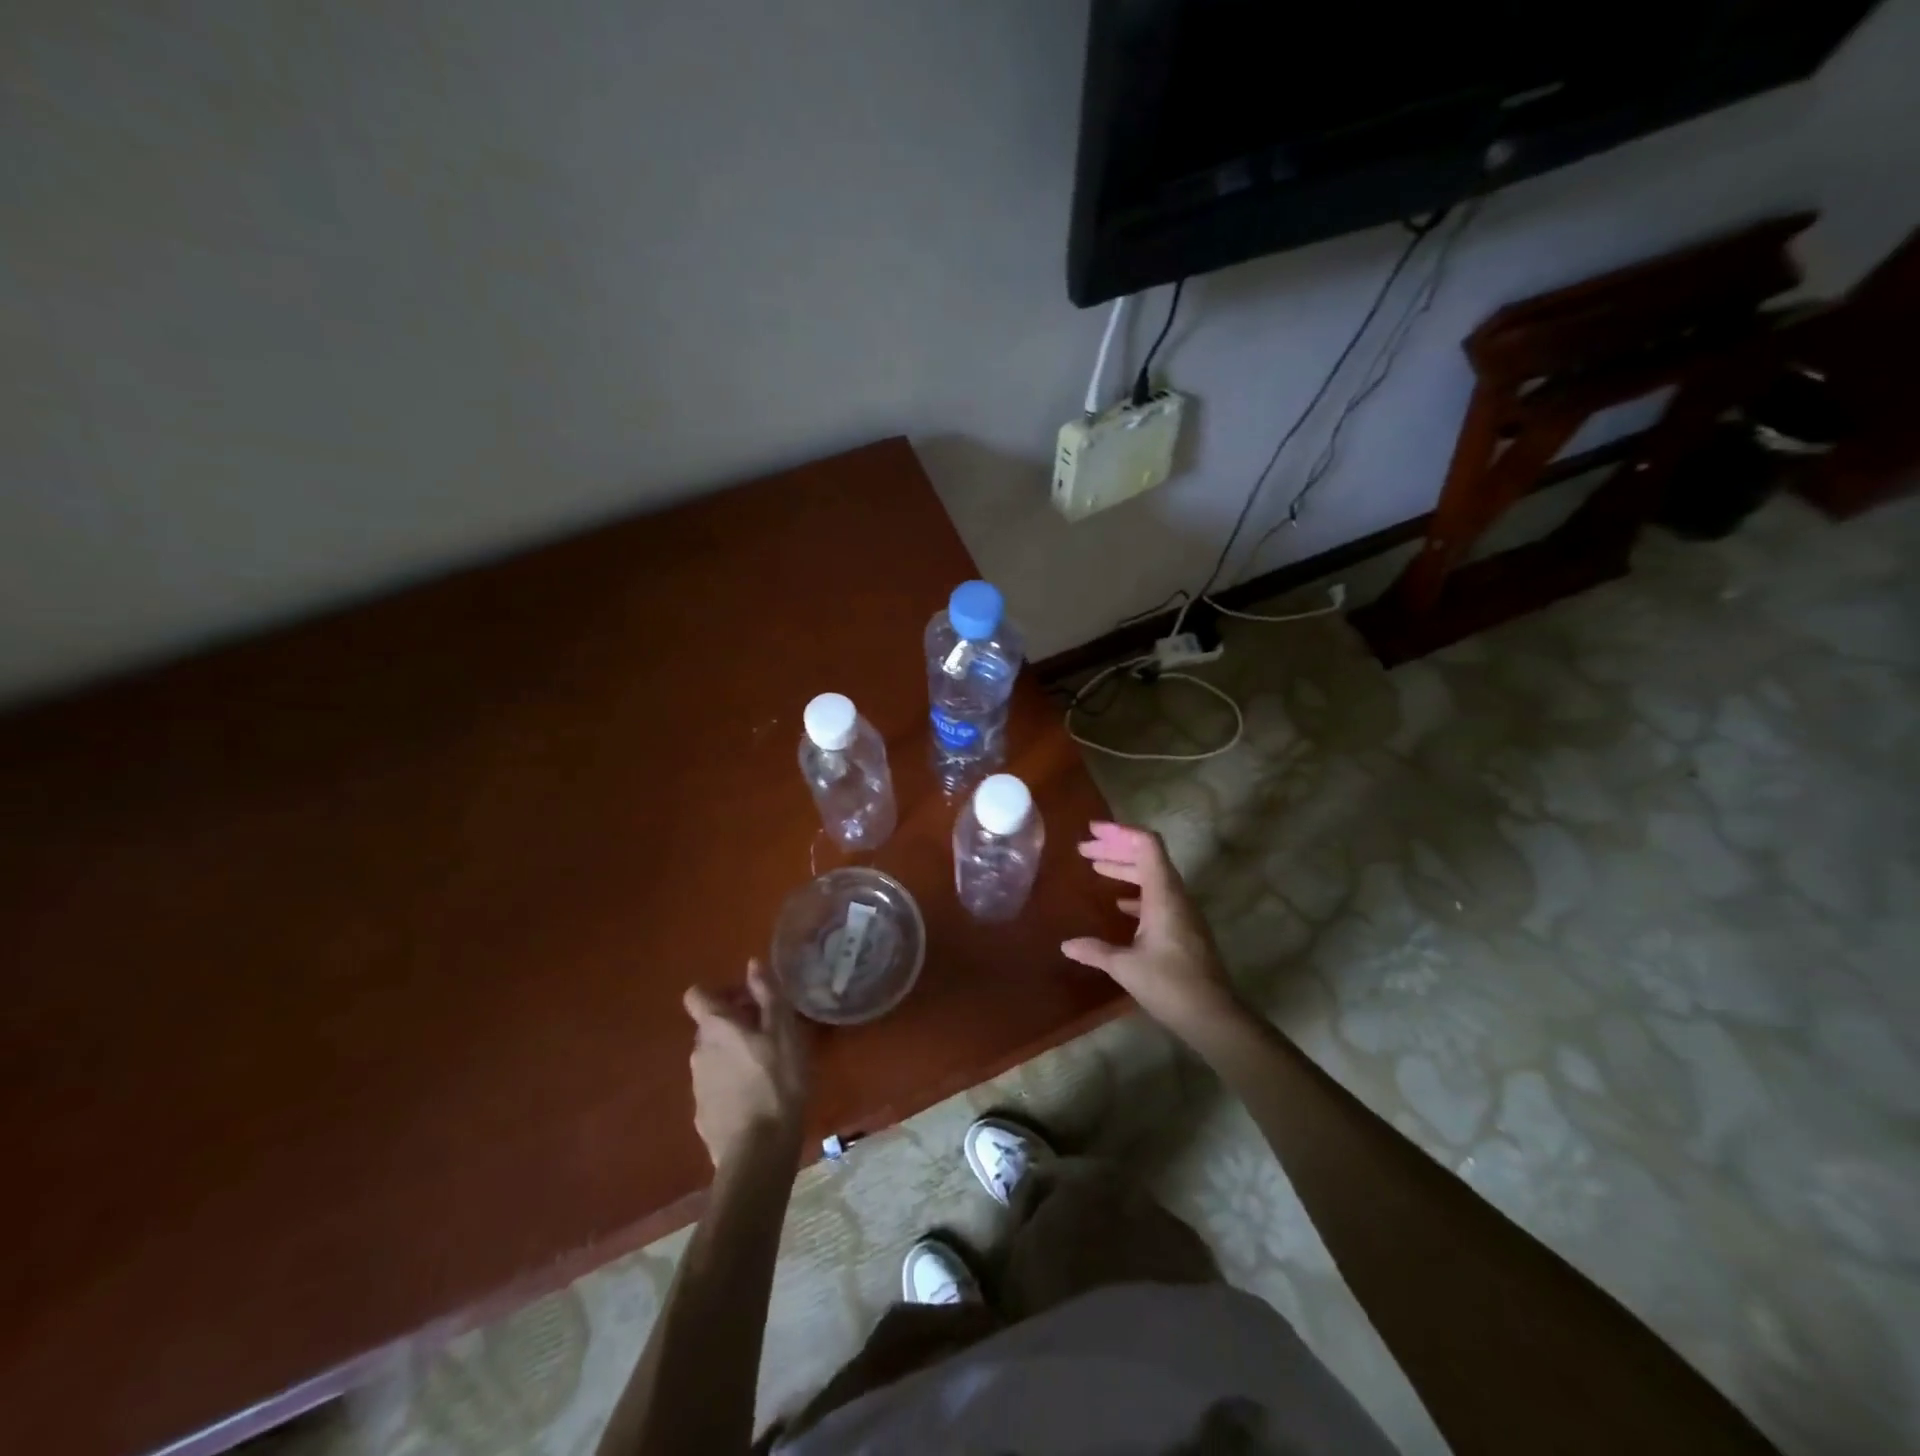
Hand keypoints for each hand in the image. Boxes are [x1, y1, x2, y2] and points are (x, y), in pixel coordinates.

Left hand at [682, 958, 809, 1170]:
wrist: (758, 1152)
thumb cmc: (777, 1081)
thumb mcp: (783, 1031)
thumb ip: (767, 995)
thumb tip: (751, 964)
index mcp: (715, 1028)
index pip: (696, 996)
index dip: (719, 993)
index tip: (747, 1001)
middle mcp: (698, 1052)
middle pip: (709, 1026)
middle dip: (733, 1024)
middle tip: (767, 1034)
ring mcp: (697, 1086)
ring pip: (713, 1057)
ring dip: (733, 1055)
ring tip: (766, 1069)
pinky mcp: (702, 1115)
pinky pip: (715, 1086)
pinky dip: (731, 1084)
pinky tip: (756, 1099)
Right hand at [1061, 822, 1243, 1037]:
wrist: (1214, 1016)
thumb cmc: (1170, 985)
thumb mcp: (1126, 967)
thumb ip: (1095, 951)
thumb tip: (1066, 944)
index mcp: (1164, 895)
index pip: (1146, 845)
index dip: (1119, 832)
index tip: (1092, 831)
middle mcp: (1175, 896)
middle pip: (1147, 856)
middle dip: (1115, 848)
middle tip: (1084, 849)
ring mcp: (1182, 912)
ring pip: (1153, 876)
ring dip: (1124, 868)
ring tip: (1095, 868)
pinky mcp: (1184, 929)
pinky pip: (1158, 896)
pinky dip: (1136, 891)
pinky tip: (1119, 904)